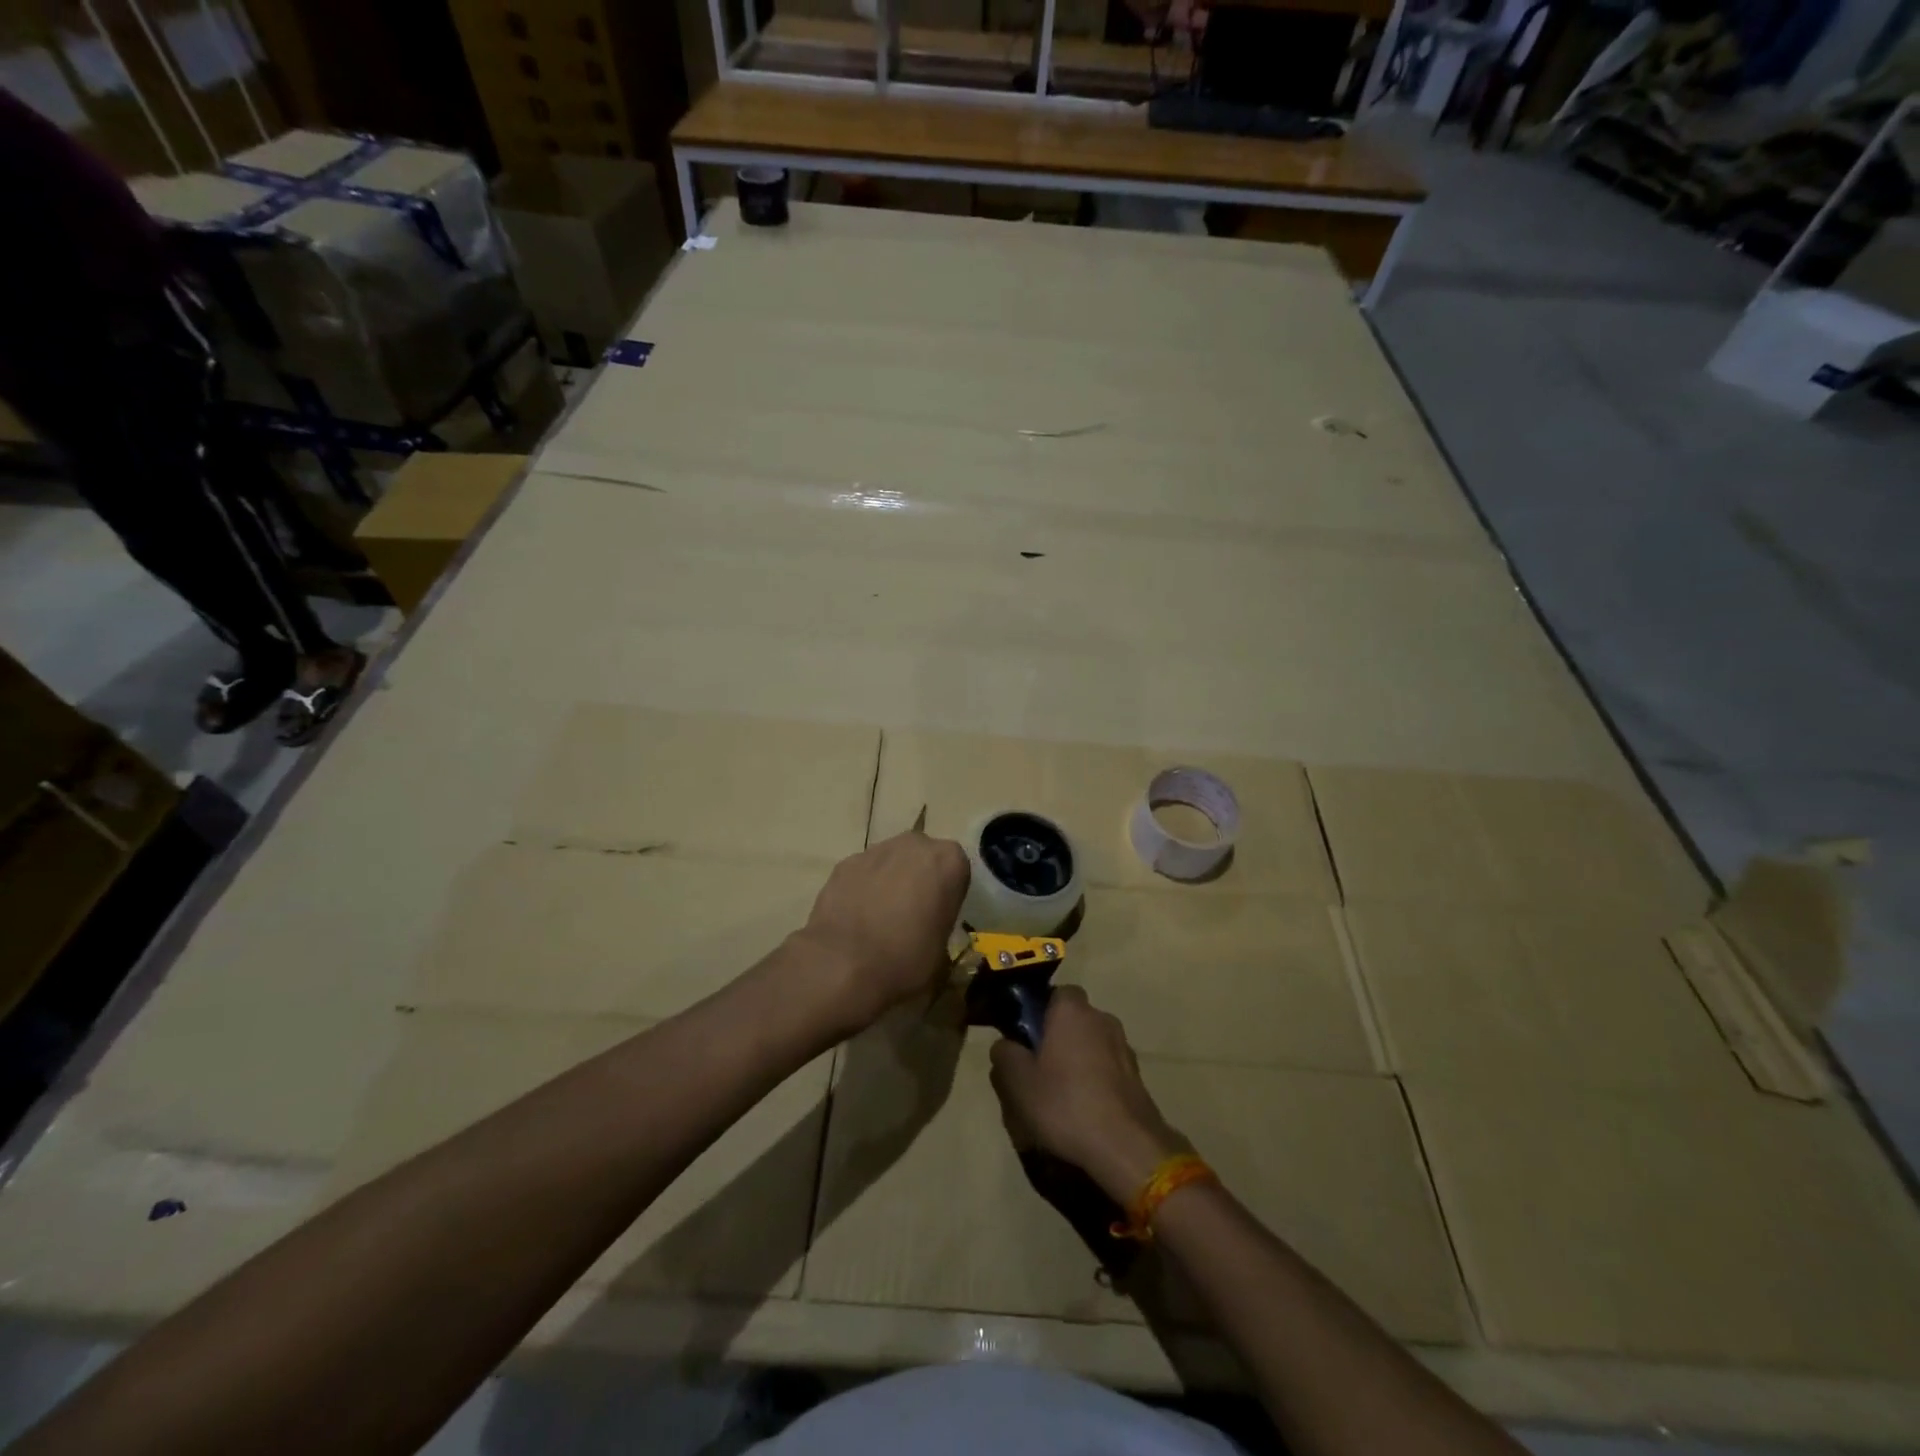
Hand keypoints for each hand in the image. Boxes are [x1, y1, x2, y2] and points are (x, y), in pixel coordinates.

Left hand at [792, 829, 969, 1037]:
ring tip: (880, 918)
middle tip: (912, 913)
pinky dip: (863, 888)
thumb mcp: (942, 953)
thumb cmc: (906, 960)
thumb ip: (941, 926)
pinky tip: (856, 917)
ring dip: (890, 880)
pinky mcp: (845, 863)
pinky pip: (863, 872)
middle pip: (922, 857)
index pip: (957, 869)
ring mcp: (876, 850)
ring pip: (891, 861)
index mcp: (948, 861)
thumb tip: (930, 931)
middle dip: (919, 878)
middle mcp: (915, 845)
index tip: (940, 914)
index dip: (949, 892)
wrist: (842, 965)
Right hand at [988, 987, 1187, 1202]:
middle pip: (1073, 1021)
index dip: (1039, 1012)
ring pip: (1091, 1045)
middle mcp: (1102, 1019)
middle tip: (1036, 1070)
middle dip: (1057, 1039)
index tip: (1025, 1038)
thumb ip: (1005, 1055)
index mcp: (1072, 1011)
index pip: (1055, 993)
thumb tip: (1005, 1044)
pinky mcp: (1137, 1077)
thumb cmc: (1066, 1104)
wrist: (1127, 1147)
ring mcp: (1124, 1048)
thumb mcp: (1018, 1082)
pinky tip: (1083, 1112)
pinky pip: (1106, 1069)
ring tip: (1059, 1097)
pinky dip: (1095, 1082)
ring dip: (1077, 1062)